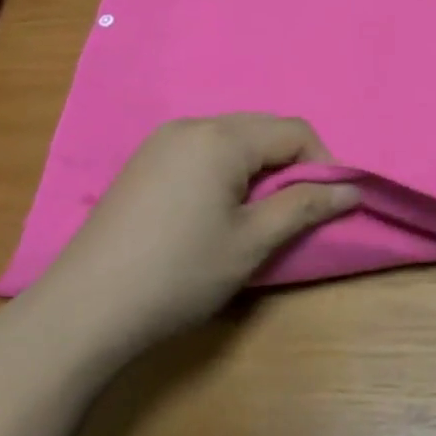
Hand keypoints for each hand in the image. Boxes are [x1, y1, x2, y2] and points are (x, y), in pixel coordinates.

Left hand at [25, 115, 358, 373]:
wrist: (84, 310)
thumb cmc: (179, 274)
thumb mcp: (251, 243)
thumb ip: (303, 207)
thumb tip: (351, 190)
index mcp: (220, 137)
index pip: (293, 131)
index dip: (323, 164)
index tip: (329, 205)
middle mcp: (190, 126)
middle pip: (262, 130)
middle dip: (291, 164)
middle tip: (296, 212)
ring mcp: (161, 143)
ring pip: (232, 140)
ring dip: (258, 169)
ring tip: (258, 215)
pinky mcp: (143, 164)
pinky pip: (202, 152)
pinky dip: (226, 172)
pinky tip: (217, 212)